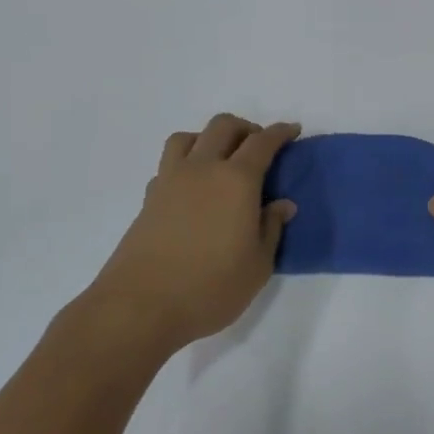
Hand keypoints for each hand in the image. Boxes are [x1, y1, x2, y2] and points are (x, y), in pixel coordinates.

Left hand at [70, 114, 298, 357]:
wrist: (139, 307)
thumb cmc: (210, 287)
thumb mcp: (258, 265)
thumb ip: (272, 228)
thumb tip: (282, 204)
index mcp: (236, 180)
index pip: (262, 143)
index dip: (280, 132)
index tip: (293, 130)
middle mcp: (202, 169)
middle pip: (223, 127)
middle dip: (246, 128)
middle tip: (260, 147)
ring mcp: (170, 181)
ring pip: (189, 137)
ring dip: (210, 138)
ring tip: (222, 160)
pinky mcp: (149, 199)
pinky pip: (170, 163)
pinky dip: (186, 162)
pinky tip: (195, 188)